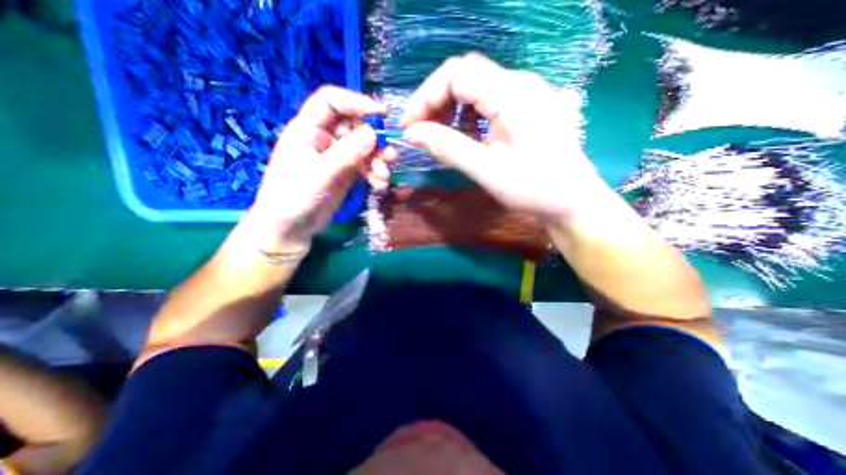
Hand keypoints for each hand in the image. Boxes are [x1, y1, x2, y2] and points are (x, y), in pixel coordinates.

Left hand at [245, 87, 395, 253]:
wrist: (290, 228)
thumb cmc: (293, 197)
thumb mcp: (319, 174)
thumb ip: (346, 153)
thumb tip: (373, 133)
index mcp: (308, 129)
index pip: (331, 102)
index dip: (356, 102)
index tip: (382, 114)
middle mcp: (324, 139)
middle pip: (355, 126)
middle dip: (374, 141)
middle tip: (389, 156)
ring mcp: (337, 157)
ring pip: (364, 148)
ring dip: (378, 161)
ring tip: (384, 177)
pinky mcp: (346, 173)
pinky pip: (365, 167)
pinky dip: (375, 174)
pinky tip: (379, 186)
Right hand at [402, 52, 608, 222]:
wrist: (572, 202)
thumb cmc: (533, 188)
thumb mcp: (485, 169)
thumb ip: (447, 147)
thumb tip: (411, 134)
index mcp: (510, 93)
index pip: (455, 74)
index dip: (425, 97)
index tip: (409, 127)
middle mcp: (519, 83)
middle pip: (464, 75)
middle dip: (436, 101)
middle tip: (422, 131)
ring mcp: (525, 94)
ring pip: (476, 87)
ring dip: (451, 108)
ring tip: (442, 135)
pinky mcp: (526, 108)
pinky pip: (489, 100)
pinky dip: (469, 115)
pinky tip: (467, 135)